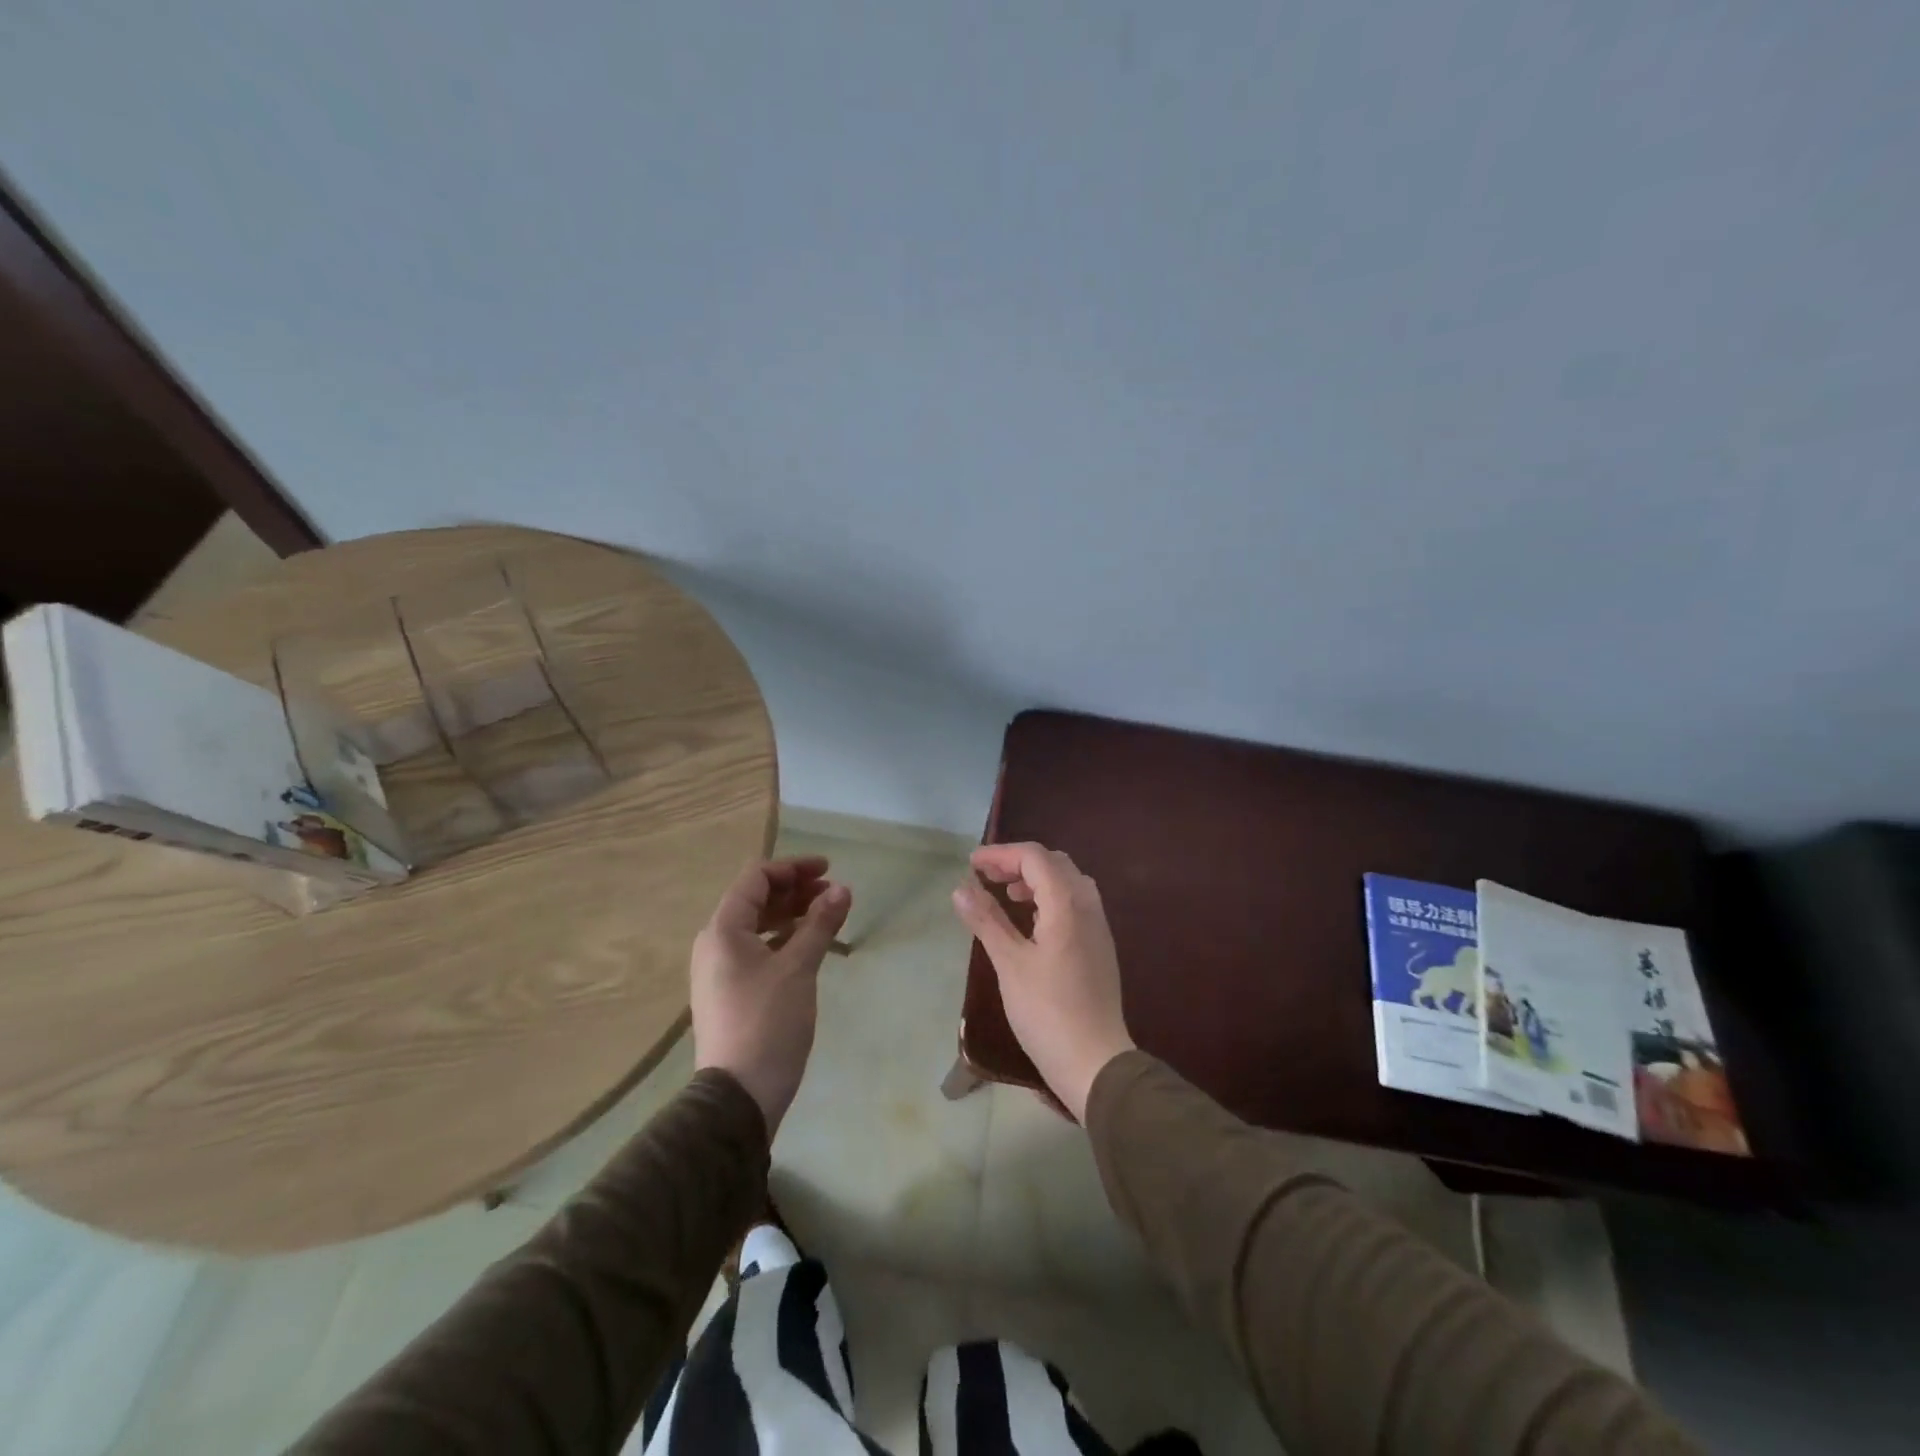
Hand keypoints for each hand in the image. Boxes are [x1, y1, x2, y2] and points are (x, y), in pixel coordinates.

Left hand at [692, 856, 851, 1135]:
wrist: (739, 1096)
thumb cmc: (768, 1022)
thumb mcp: (798, 968)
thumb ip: (820, 924)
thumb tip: (842, 889)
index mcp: (723, 930)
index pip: (756, 879)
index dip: (792, 868)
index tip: (828, 870)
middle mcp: (715, 944)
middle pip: (755, 900)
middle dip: (794, 890)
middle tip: (831, 892)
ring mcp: (719, 971)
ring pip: (757, 927)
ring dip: (791, 914)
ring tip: (825, 915)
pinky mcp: (730, 993)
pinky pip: (756, 950)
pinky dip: (783, 940)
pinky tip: (808, 946)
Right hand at [951, 842, 1133, 1120]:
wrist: (1095, 1061)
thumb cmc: (1047, 1012)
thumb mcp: (1010, 964)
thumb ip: (987, 921)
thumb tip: (961, 888)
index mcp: (1067, 904)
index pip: (1035, 857)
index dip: (1001, 854)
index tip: (971, 864)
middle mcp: (1088, 905)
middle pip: (1054, 863)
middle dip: (1018, 862)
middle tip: (987, 877)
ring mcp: (1098, 926)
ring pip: (1068, 881)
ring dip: (1036, 879)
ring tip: (1007, 894)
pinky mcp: (1099, 945)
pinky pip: (1075, 902)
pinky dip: (1050, 897)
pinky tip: (1031, 920)